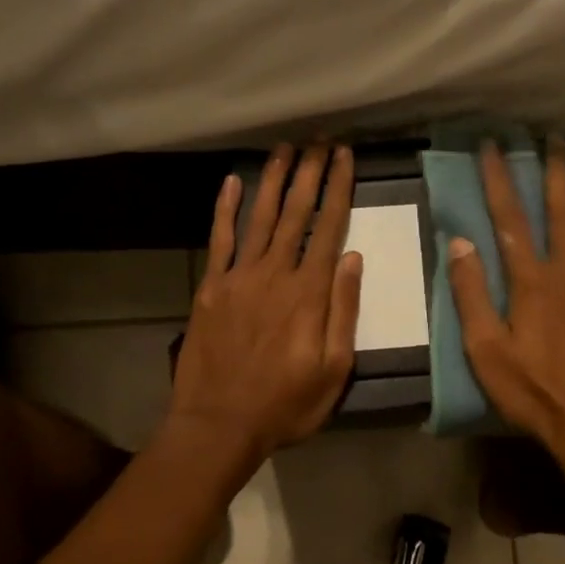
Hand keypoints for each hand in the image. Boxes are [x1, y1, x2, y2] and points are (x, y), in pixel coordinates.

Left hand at [167, 144, 363, 461]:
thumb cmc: (286, 404)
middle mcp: (275, 273)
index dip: (338, 188)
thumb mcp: (334, 369)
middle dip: (310, 172)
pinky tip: (232, 181)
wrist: (219, 424)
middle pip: (296, 212)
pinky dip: (226, 208)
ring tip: (285, 147)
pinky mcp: (211, 287)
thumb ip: (344, 311)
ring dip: (274, 179)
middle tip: (320, 139)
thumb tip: (353, 258)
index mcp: (309, 293)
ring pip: (260, 216)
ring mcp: (239, 277)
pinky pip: (220, 239)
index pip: (329, 227)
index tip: (345, 156)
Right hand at [446, 139, 564, 500]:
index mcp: (531, 282)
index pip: (509, 220)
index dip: (499, 180)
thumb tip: (460, 242)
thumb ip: (471, 295)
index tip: (491, 146)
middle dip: (553, 171)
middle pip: (558, 212)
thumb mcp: (486, 351)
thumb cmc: (533, 392)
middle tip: (552, 136)